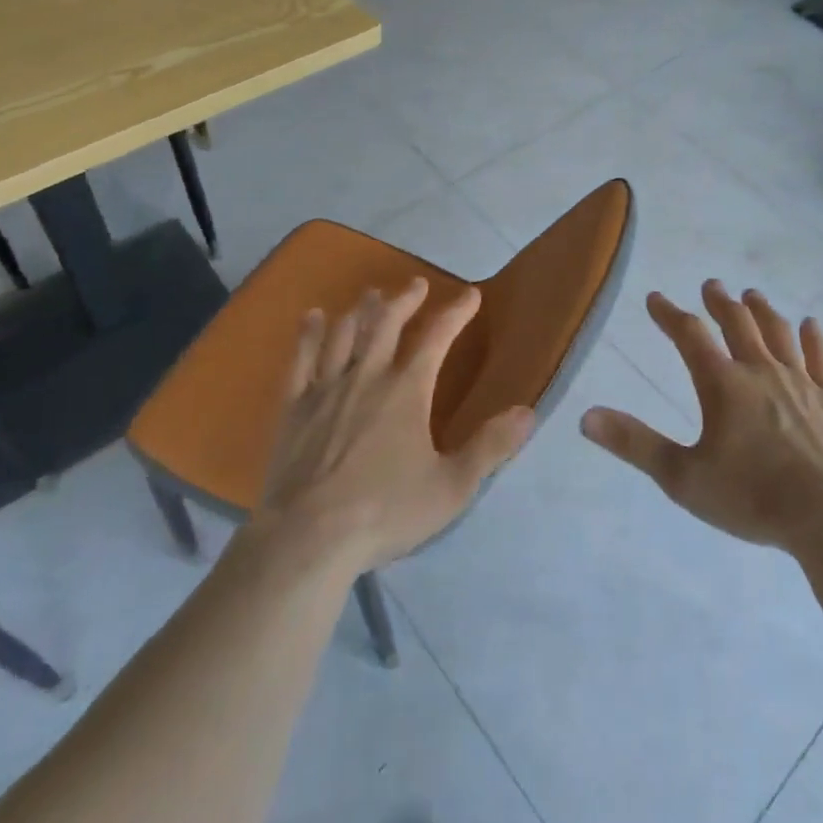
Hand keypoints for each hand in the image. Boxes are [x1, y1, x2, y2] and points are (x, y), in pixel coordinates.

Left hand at [252, 278, 533, 572]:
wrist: (308, 539)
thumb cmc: (385, 512)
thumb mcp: (451, 487)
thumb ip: (490, 447)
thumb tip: (528, 411)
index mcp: (407, 390)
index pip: (437, 337)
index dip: (456, 312)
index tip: (471, 294)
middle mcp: (367, 376)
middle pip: (387, 322)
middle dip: (405, 299)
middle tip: (417, 284)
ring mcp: (326, 388)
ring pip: (345, 333)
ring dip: (361, 309)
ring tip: (370, 294)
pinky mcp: (294, 407)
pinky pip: (301, 358)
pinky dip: (309, 333)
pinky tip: (312, 317)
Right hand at [581, 281, 822, 556]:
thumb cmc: (752, 496)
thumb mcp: (683, 476)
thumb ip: (635, 444)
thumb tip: (585, 417)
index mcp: (723, 384)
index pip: (689, 336)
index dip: (669, 314)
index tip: (655, 298)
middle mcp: (760, 371)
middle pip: (737, 324)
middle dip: (720, 302)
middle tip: (710, 284)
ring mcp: (801, 382)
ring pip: (778, 333)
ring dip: (762, 311)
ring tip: (752, 295)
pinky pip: (821, 359)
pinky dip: (813, 338)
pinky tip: (810, 324)